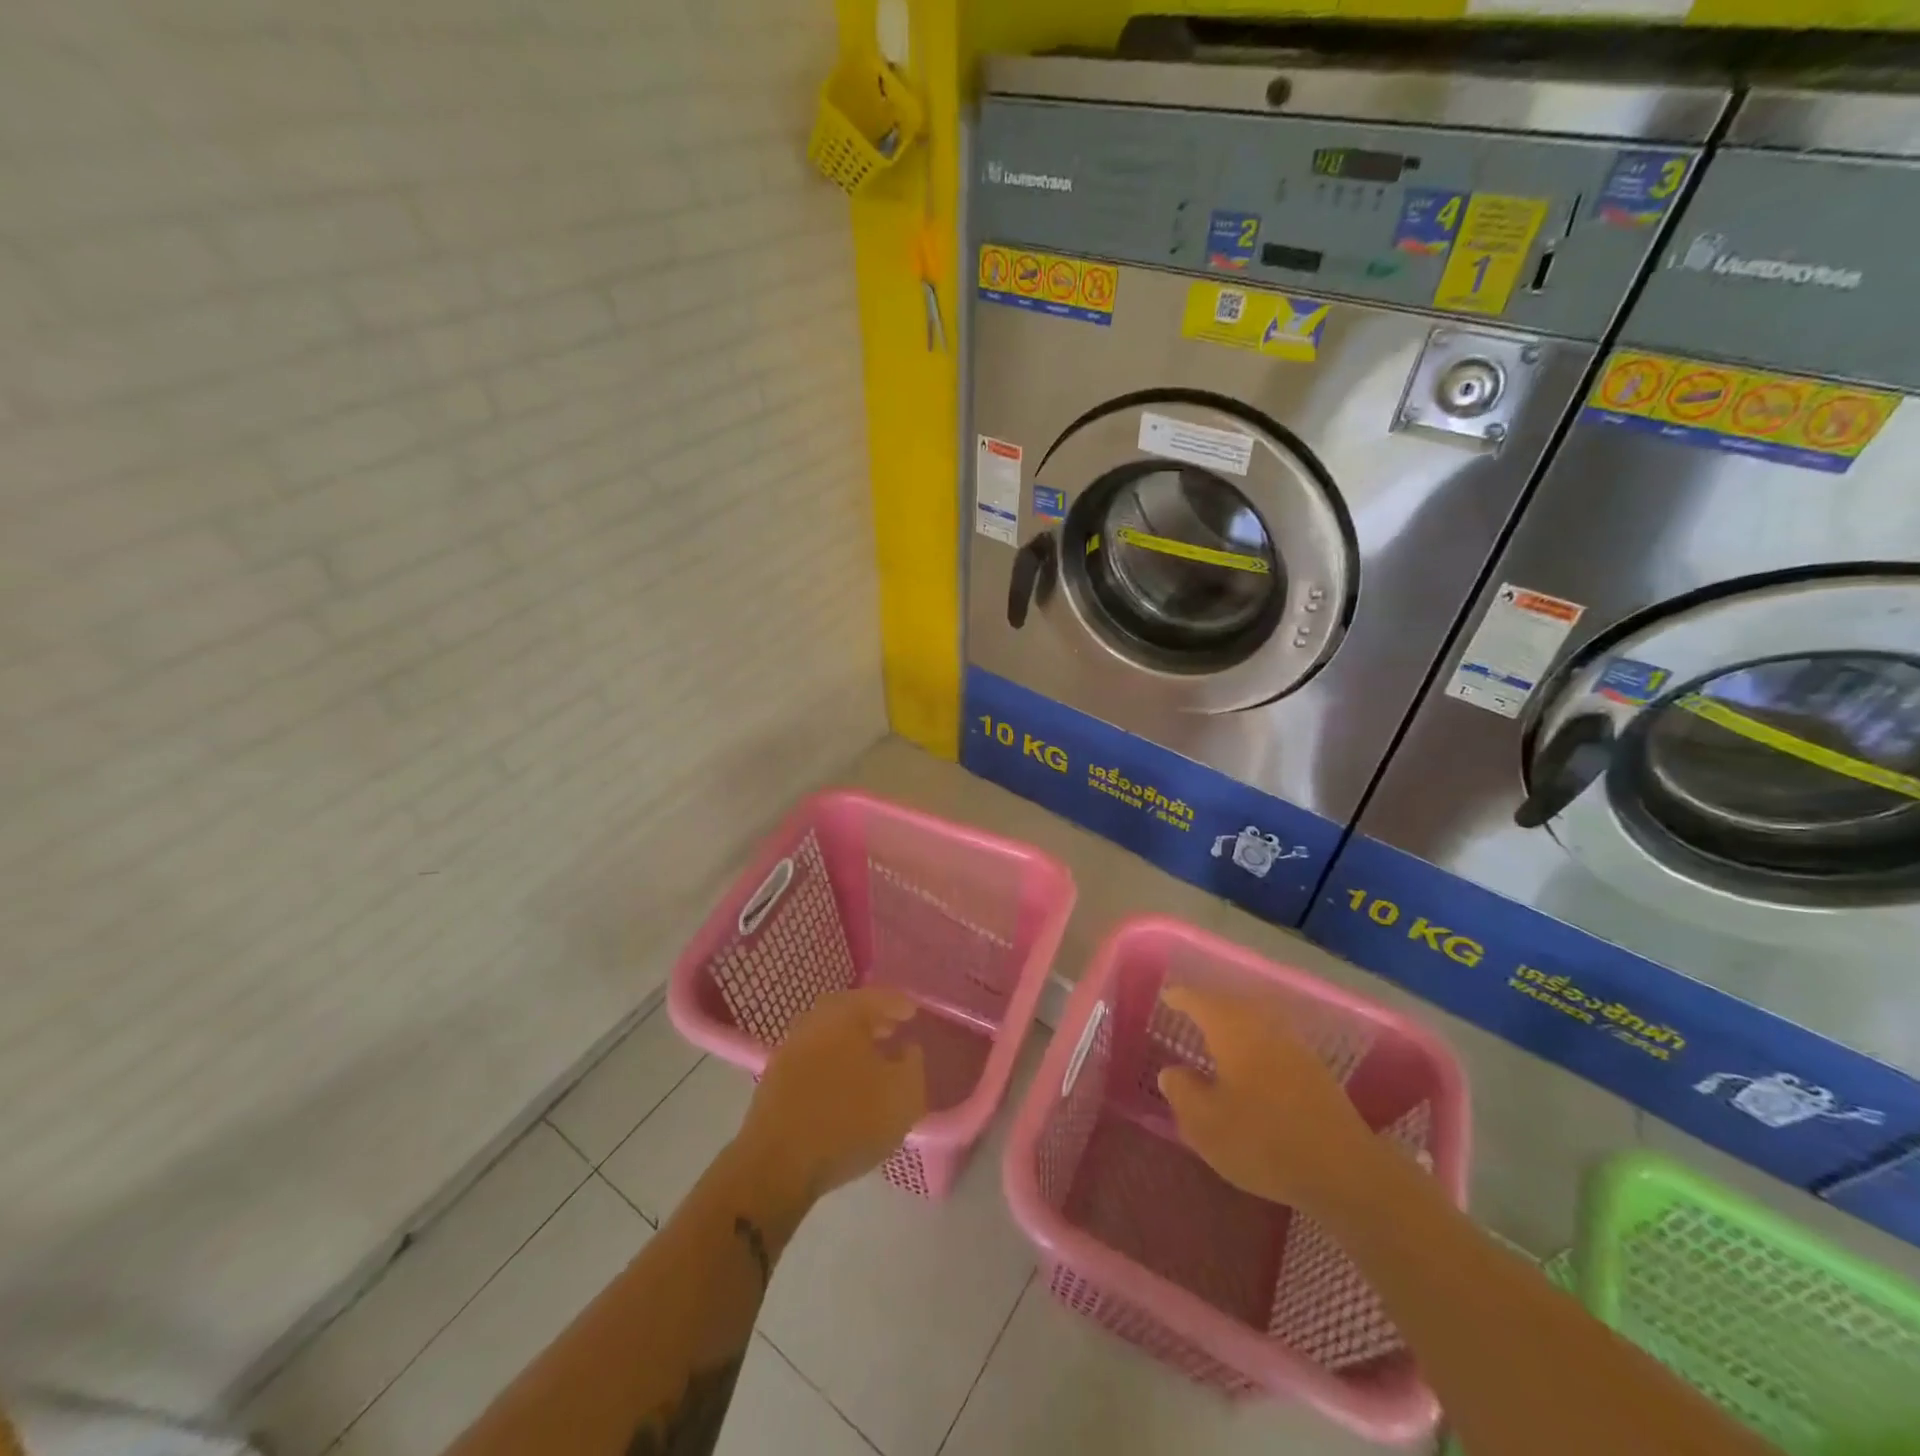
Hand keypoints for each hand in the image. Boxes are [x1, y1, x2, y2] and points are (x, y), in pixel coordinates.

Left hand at [737, 988, 927, 1204]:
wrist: (778, 1165)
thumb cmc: (849, 1122)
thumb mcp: (903, 1096)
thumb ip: (913, 1065)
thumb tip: (907, 1049)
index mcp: (843, 1014)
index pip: (876, 998)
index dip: (898, 1004)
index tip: (913, 1013)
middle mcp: (813, 1022)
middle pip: (846, 1012)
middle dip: (871, 1019)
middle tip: (891, 1031)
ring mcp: (789, 1051)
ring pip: (827, 1036)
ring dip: (849, 1043)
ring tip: (870, 1061)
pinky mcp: (775, 1080)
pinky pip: (813, 1060)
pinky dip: (831, 1063)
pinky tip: (843, 1085)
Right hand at [1157, 983, 1384, 1215]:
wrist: (1345, 1171)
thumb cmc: (1263, 1140)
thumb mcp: (1206, 1123)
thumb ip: (1182, 1092)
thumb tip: (1172, 1072)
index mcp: (1232, 1029)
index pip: (1199, 1001)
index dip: (1181, 998)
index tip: (1167, 997)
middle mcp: (1263, 1027)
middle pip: (1230, 1005)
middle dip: (1208, 1006)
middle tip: (1189, 1012)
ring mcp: (1293, 1047)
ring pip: (1255, 1023)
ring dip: (1234, 1025)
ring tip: (1216, 1037)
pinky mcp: (1314, 1071)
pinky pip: (1272, 1042)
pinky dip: (1254, 1044)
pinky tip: (1250, 1066)